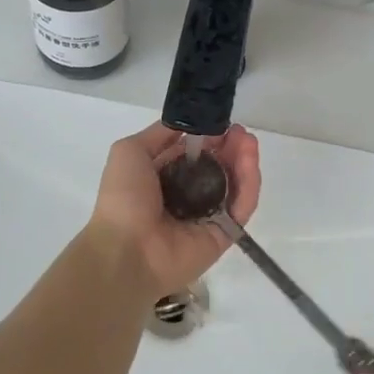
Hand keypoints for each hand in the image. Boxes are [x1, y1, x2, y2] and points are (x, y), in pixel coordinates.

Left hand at [85, 122, 260, 298]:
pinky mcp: (224, 234)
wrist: (125, 250)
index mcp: (166, 178)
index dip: (210, 136)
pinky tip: (250, 163)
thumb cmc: (123, 199)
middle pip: (219, 166)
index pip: (196, 153)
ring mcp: (208, 216)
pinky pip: (243, 207)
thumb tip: (188, 124)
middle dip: (232, 146)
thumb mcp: (130, 151)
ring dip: (244, 161)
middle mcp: (189, 196)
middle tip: (241, 133)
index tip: (222, 123)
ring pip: (235, 184)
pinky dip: (250, 185)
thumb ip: (159, 134)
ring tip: (249, 142)